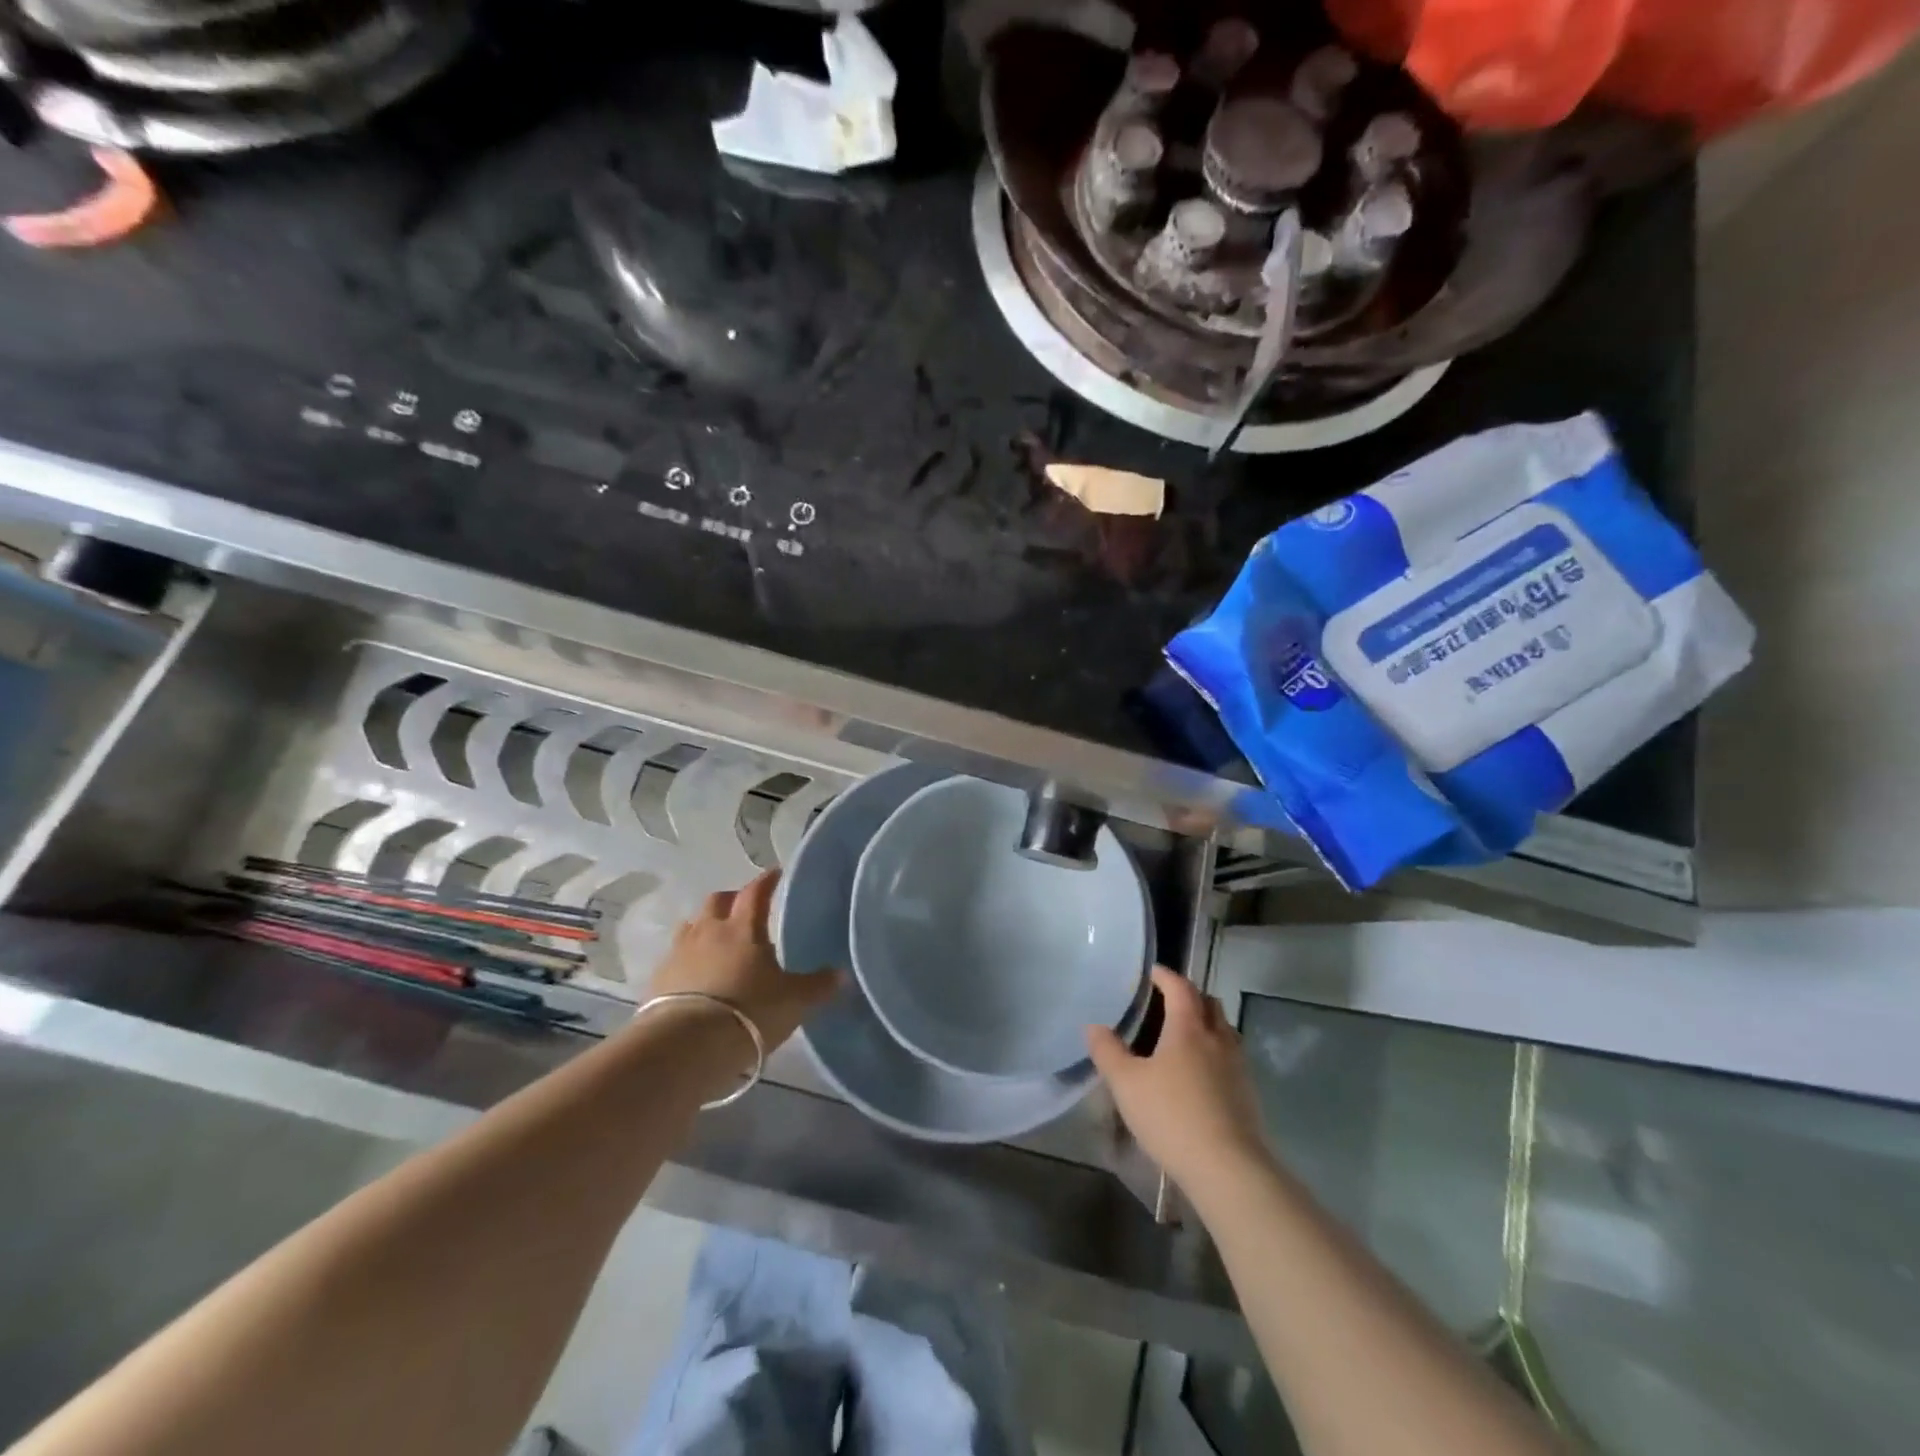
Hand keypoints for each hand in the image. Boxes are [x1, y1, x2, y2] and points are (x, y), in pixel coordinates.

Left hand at [645, 870, 841, 1054]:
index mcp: (744, 927)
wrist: (687, 1045)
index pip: (756, 892)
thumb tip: (843, 975)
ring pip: (692, 926)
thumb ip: (818, 986)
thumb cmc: (750, 1011)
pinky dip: (687, 959)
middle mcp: (709, 931)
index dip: (766, 881)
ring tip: (717, 941)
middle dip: (731, 900)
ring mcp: (679, 953)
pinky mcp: (658, 979)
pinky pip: (674, 958)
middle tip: (744, 909)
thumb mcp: (794, 1001)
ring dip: (705, 927)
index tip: (775, 874)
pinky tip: (695, 975)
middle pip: (717, 901)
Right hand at [1087, 966, 1272, 1200]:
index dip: (1165, 976)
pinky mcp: (1248, 1094)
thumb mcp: (1126, 1084)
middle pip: (1209, 1003)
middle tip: (1168, 1001)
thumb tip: (1093, 1026)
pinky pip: (1231, 1057)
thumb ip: (1107, 1052)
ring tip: (1185, 1036)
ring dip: (1207, 1023)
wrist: (1228, 1168)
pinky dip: (1216, 1051)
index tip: (1152, 972)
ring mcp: (1238, 1067)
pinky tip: (1201, 1073)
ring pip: (1224, 1030)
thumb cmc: (1172, 1116)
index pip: (1180, 988)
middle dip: (1189, 996)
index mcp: (1188, 1029)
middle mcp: (1217, 1039)